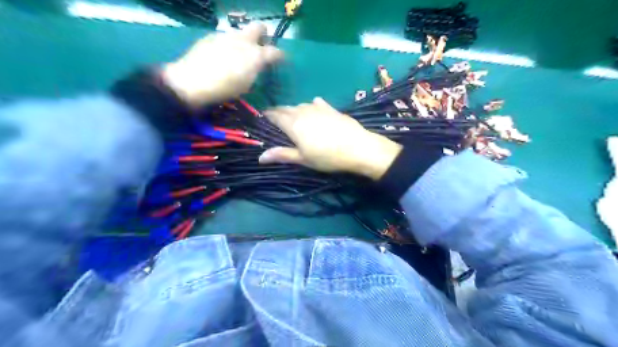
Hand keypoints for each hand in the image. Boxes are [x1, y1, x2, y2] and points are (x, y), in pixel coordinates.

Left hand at [160, 21, 282, 105]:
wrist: (192, 82)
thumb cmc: (224, 89)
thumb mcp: (246, 85)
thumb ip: (255, 71)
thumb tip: (257, 65)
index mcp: (255, 55)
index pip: (275, 51)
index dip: (281, 55)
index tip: (282, 59)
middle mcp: (243, 40)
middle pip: (258, 27)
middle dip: (263, 33)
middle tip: (261, 45)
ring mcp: (225, 36)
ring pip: (240, 32)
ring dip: (244, 40)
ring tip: (238, 54)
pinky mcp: (210, 37)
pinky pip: (225, 38)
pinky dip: (228, 45)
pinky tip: (221, 56)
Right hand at [259, 96, 402, 178]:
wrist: (358, 148)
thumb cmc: (327, 157)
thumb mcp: (303, 159)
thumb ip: (282, 155)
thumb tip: (260, 157)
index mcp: (293, 123)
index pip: (274, 115)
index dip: (267, 115)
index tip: (263, 119)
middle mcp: (303, 111)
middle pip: (286, 108)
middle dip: (279, 112)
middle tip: (276, 120)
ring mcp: (318, 108)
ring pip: (300, 105)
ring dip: (294, 110)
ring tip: (293, 117)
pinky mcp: (331, 109)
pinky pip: (316, 104)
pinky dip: (311, 106)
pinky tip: (314, 107)